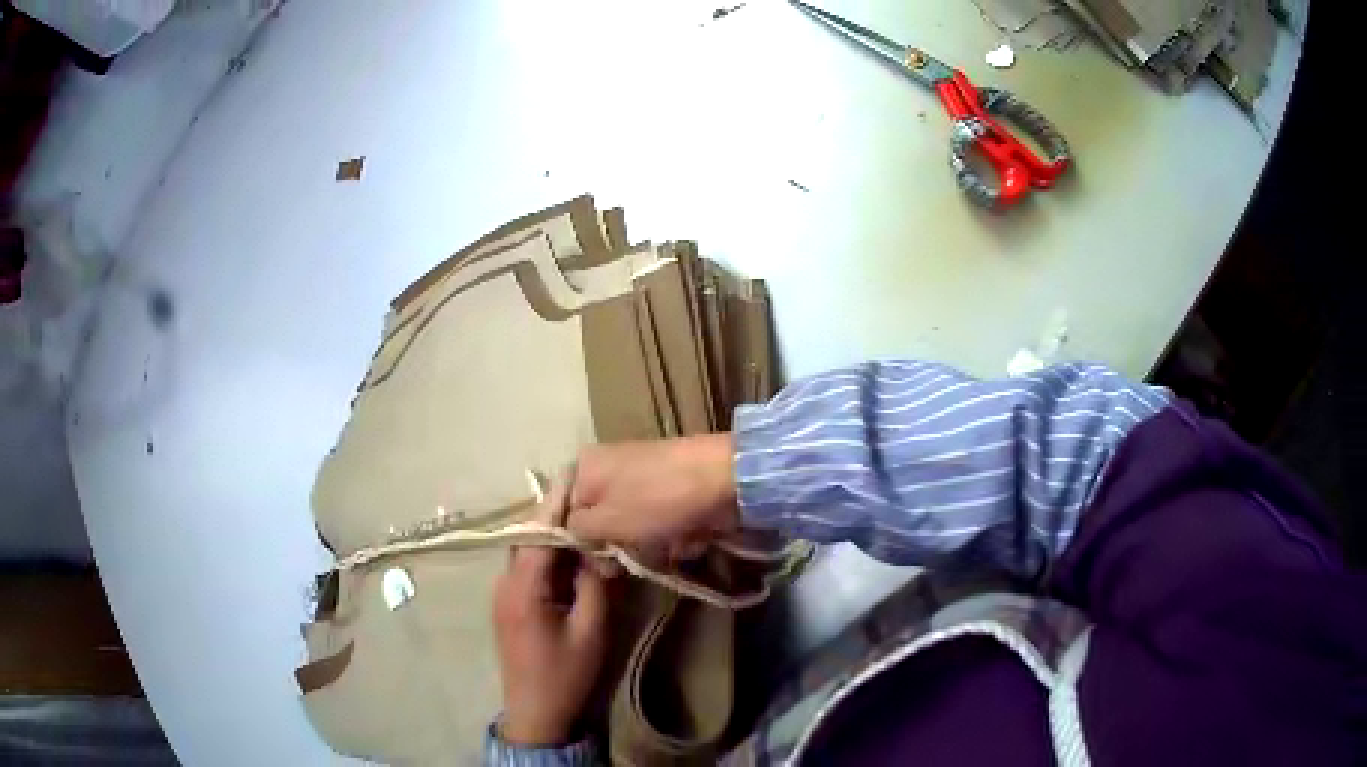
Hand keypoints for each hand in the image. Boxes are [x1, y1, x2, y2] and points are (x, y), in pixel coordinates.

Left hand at [492, 483, 608, 746]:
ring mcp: (502, 594)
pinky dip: (546, 556)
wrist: (535, 712)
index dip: (558, 503)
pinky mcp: (507, 605)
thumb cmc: (565, 674)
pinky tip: (570, 556)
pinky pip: (525, 569)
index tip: (576, 474)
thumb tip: (597, 549)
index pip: (539, 534)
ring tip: (583, 518)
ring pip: (526, 552)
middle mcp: (504, 584)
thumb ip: (594, 585)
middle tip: (588, 494)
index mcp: (522, 589)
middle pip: (528, 538)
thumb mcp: (590, 630)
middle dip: (556, 515)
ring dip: (551, 536)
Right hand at [567, 434, 739, 553]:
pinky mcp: (668, 494)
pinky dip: (668, 539)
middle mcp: (606, 469)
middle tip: (630, 559)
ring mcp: (640, 481)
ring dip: (645, 547)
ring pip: (627, 532)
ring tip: (666, 546)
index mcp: (583, 467)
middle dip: (614, 547)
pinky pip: (655, 527)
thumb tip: (568, 539)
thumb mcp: (606, 521)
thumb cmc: (658, 500)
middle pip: (595, 524)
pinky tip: (685, 540)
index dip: (571, 543)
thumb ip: (576, 532)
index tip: (588, 565)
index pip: (559, 513)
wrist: (727, 480)